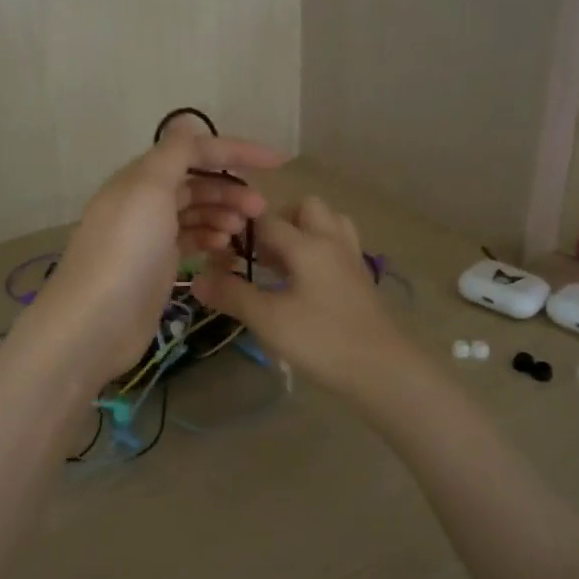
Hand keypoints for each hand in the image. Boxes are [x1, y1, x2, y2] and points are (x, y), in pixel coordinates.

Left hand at [26, 121, 282, 388]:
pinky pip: (191, 240)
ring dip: (223, 213)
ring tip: (245, 230)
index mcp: (141, 177)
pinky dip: (210, 237)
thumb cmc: (127, 250)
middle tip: (260, 209)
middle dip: (231, 189)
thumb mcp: (149, 189)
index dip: (236, 151)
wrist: (96, 321)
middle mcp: (144, 201)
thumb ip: (173, 153)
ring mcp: (150, 236)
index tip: (278, 163)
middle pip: (197, 182)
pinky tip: (224, 247)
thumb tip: (188, 121)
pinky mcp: (156, 266)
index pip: (194, 150)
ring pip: (196, 212)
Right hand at [191, 195, 414, 396]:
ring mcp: (351, 259)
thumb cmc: (322, 340)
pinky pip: (338, 247)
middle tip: (260, 256)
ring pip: (328, 224)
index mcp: (308, 244)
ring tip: (283, 265)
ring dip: (304, 233)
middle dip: (279, 222)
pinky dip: (319, 252)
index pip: (267, 220)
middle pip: (306, 208)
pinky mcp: (361, 279)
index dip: (241, 231)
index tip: (221, 252)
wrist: (382, 370)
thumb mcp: (268, 320)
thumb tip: (196, 279)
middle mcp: (332, 241)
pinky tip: (305, 283)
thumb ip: (232, 295)